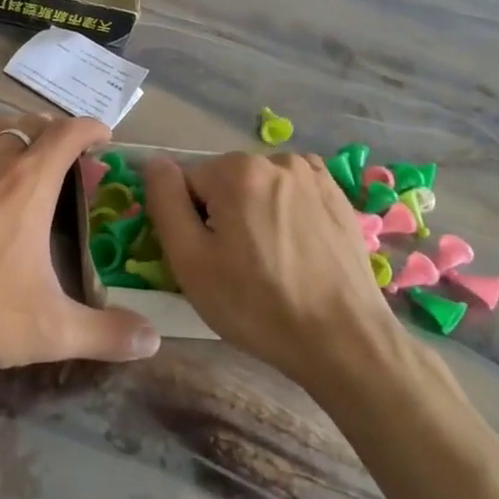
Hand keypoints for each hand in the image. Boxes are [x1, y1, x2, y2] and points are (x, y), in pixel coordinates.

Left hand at [0, 113, 160, 389]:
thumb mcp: (49, 330)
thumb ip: (107, 333)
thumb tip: (154, 341)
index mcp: (28, 184)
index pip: (68, 133)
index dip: (91, 128)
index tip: (104, 139)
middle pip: (31, 125)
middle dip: (56, 134)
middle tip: (67, 161)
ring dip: (16, 130)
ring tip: (25, 150)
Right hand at [144, 152, 405, 388]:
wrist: (344, 339)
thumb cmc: (256, 305)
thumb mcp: (190, 260)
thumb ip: (165, 202)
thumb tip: (154, 162)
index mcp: (236, 170)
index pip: (187, 183)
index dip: (190, 222)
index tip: (207, 258)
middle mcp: (276, 159)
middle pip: (224, 182)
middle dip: (222, 215)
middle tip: (236, 267)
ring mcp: (313, 175)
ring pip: (258, 188)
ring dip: (254, 214)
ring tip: (269, 263)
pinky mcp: (338, 196)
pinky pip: (291, 195)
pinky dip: (284, 214)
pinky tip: (294, 250)